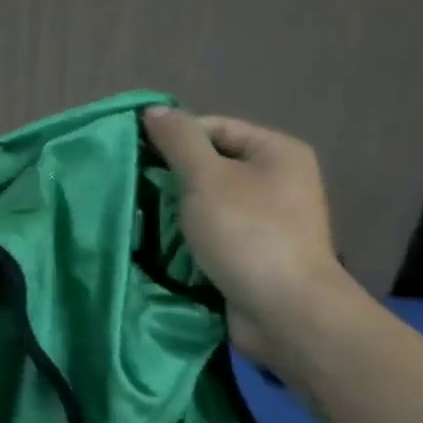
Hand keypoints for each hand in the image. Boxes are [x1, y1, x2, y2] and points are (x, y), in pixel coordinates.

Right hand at [143, 107, 350, 358]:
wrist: (285, 312)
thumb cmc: (247, 234)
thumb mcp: (206, 178)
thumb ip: (178, 140)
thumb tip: (153, 110)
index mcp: (277, 152)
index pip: (215, 128)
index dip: (175, 138)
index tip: (137, 158)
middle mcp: (280, 181)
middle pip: (214, 165)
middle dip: (175, 178)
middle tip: (138, 191)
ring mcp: (271, 221)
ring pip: (212, 203)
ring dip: (180, 212)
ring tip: (145, 219)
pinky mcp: (258, 255)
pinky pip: (218, 234)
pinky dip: (193, 238)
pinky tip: (166, 246)